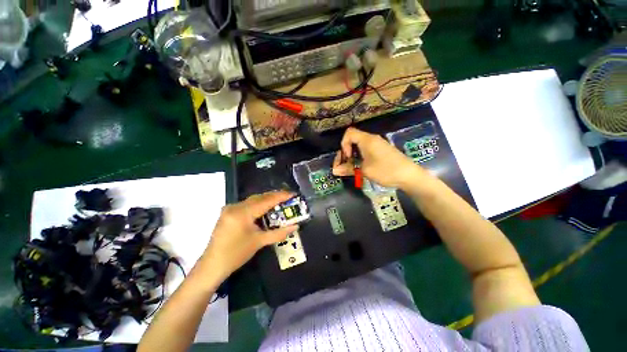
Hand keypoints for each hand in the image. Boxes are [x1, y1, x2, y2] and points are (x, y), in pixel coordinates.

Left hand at [200, 191, 297, 280]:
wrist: (212, 266)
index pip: (266, 200)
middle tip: (288, 197)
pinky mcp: (228, 213)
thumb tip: (295, 226)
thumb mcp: (259, 242)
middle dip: (275, 196)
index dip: (281, 196)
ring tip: (280, 201)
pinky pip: (247, 204)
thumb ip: (279, 233)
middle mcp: (235, 206)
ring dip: (267, 199)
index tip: (293, 194)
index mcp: (243, 213)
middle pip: (259, 197)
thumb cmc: (236, 254)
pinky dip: (258, 205)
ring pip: (253, 200)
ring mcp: (230, 208)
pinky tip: (265, 208)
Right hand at [332, 127, 426, 188]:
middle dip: (345, 153)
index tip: (347, 157)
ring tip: (351, 169)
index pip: (349, 133)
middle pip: (352, 140)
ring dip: (352, 157)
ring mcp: (377, 145)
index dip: (343, 144)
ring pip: (359, 147)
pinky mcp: (381, 151)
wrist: (410, 176)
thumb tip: (334, 171)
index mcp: (367, 140)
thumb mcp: (365, 170)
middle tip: (344, 166)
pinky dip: (360, 158)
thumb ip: (348, 169)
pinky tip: (361, 168)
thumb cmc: (386, 170)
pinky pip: (366, 151)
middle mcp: (372, 139)